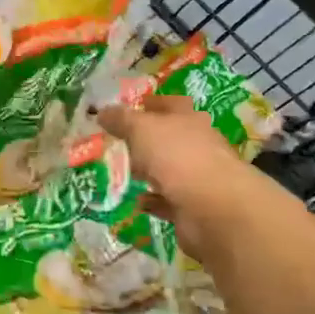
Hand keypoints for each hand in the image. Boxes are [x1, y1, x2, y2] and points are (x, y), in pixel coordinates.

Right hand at [99, 95, 305, 259]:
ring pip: (168, 169)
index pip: (169, 104)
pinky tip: (136, 200)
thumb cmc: (177, 156)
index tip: (125, 108)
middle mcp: (197, 145)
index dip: (148, 103)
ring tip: (121, 171)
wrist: (212, 209)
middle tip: (116, 141)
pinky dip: (153, 200)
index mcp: (189, 119)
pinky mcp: (193, 207)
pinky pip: (167, 200)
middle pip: (169, 137)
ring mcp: (198, 177)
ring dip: (149, 171)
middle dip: (145, 139)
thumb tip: (102, 111)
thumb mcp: (141, 129)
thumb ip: (121, 119)